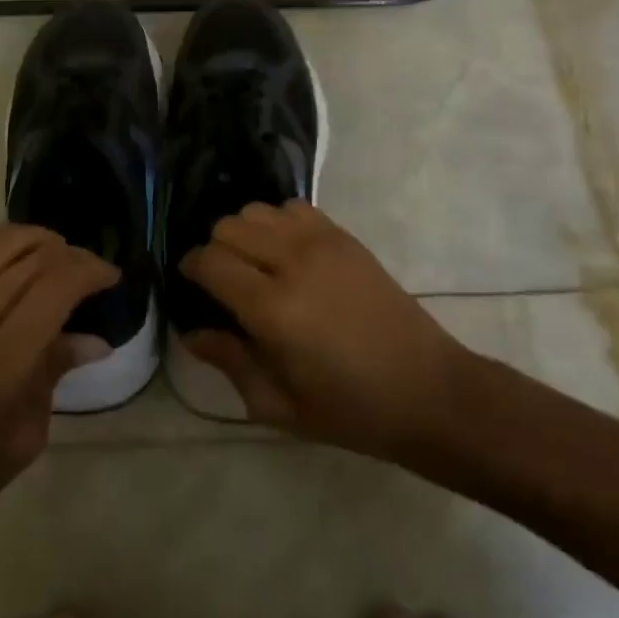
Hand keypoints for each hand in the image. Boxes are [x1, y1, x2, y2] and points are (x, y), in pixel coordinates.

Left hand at [0, 221, 116, 555]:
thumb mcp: (21, 441)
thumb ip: (54, 376)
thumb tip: (93, 340)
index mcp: (4, 358)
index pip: (60, 284)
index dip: (93, 270)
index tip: (111, 279)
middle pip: (35, 258)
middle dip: (72, 256)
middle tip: (87, 277)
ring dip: (32, 239)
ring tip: (49, 258)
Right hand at [182, 201, 471, 461]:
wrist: (427, 389)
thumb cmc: (350, 410)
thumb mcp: (280, 406)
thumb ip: (230, 362)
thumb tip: (192, 332)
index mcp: (272, 308)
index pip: (210, 261)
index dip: (191, 268)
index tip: (192, 285)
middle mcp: (292, 262)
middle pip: (228, 226)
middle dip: (215, 250)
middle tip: (224, 283)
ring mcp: (321, 242)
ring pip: (258, 210)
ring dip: (245, 233)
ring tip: (255, 265)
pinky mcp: (344, 236)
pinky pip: (294, 208)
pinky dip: (278, 222)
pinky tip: (287, 253)